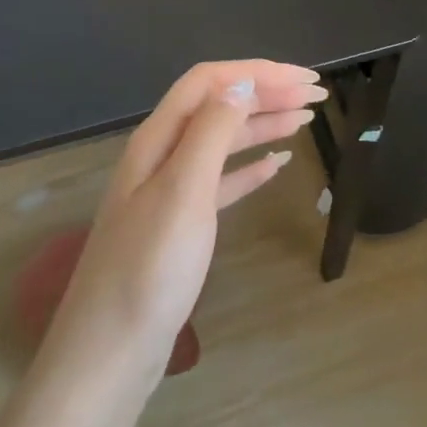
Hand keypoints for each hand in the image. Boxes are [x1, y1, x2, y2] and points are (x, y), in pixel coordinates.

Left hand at [41, 60, 324, 398]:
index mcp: (158, 138)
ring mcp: (169, 191)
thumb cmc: (149, 269)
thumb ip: (211, 131)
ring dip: (263, 124)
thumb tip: (240, 81)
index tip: (305, 79)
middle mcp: (162, 155)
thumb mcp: (183, 191)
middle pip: (218, 106)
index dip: (258, 73)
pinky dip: (250, 168)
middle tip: (317, 94)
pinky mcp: (180, 226)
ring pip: (223, 141)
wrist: (110, 354)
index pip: (210, 82)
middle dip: (266, 93)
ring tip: (305, 119)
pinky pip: (221, 181)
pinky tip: (276, 166)